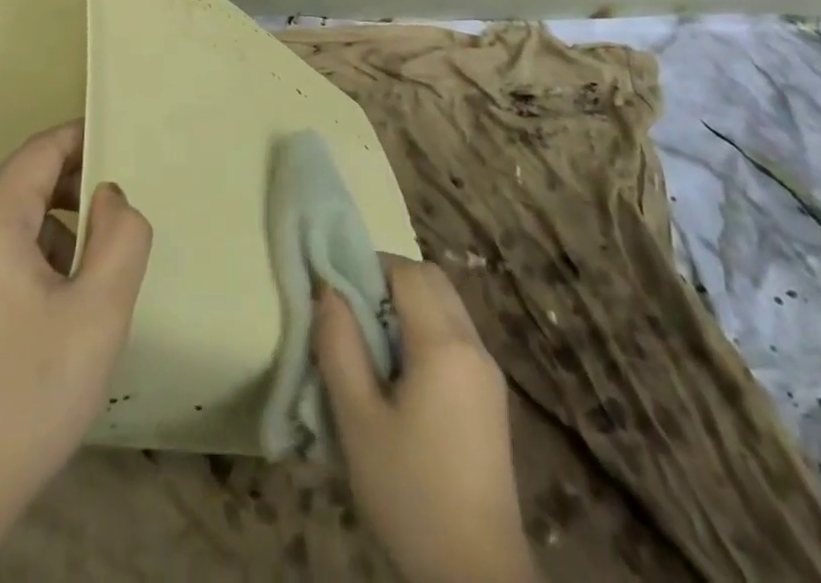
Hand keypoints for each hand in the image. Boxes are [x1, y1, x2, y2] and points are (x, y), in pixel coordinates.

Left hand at [0, 121, 152, 560]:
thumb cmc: (26, 395)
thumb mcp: (99, 312)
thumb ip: (121, 236)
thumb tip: (108, 195)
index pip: (41, 151)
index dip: (83, 140)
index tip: (122, 146)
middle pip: (24, 186)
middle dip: (74, 197)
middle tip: (116, 232)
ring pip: (8, 222)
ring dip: (53, 236)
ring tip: (83, 288)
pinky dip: (25, 261)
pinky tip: (46, 315)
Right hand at [315, 255, 532, 582]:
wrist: (475, 576)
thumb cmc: (410, 492)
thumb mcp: (357, 419)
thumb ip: (339, 345)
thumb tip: (328, 290)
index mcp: (445, 344)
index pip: (408, 270)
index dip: (369, 268)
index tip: (338, 293)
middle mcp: (474, 345)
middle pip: (432, 281)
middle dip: (389, 281)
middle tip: (353, 315)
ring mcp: (488, 372)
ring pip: (446, 306)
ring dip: (408, 307)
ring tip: (372, 349)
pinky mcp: (491, 398)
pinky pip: (456, 336)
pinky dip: (425, 332)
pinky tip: (401, 378)